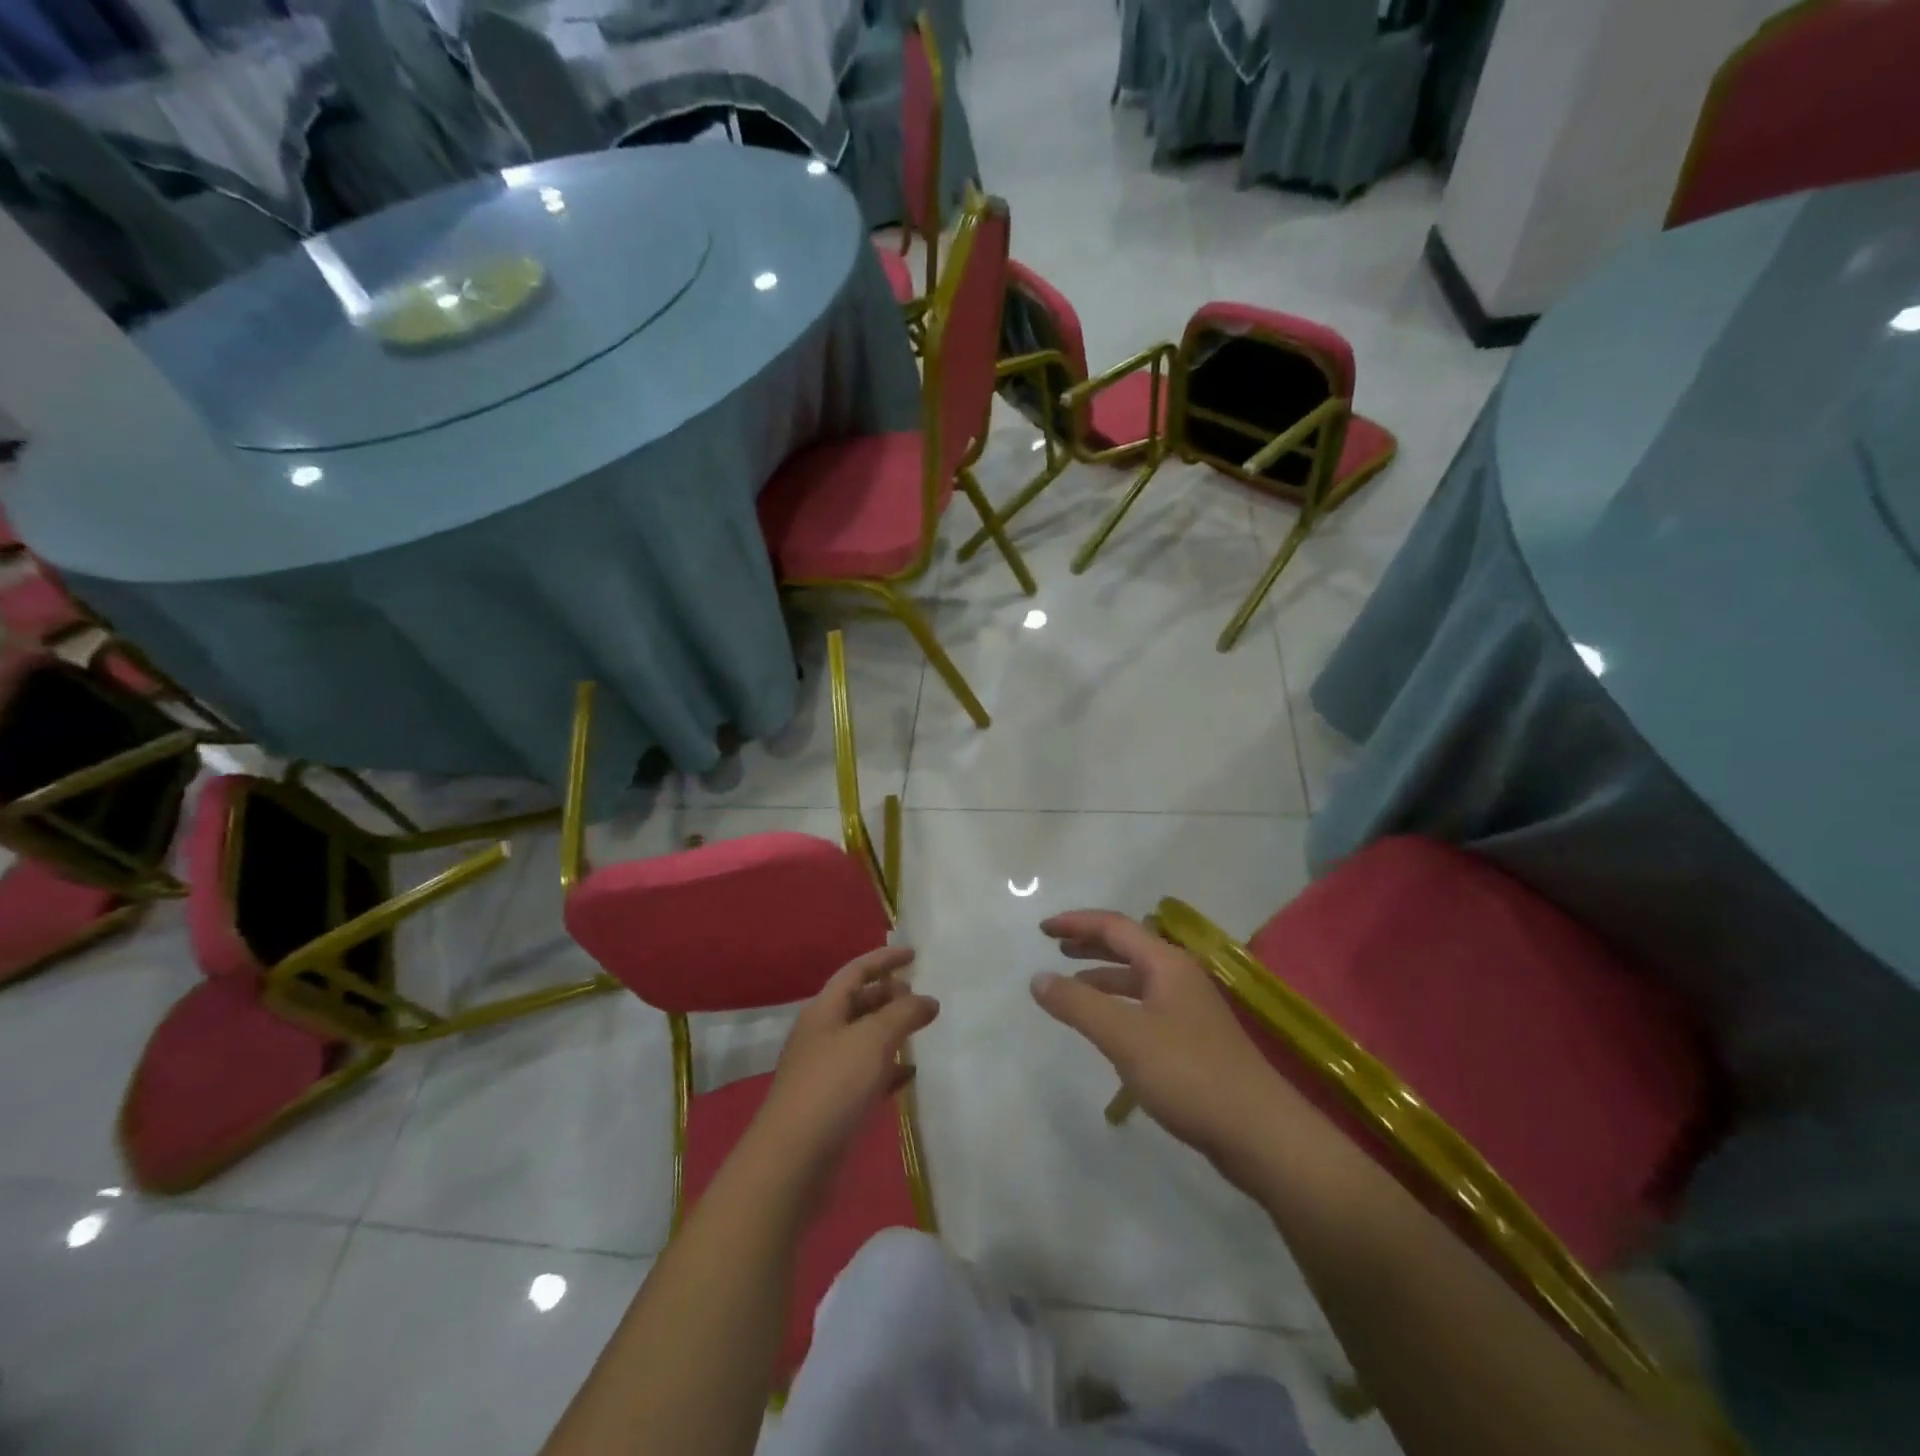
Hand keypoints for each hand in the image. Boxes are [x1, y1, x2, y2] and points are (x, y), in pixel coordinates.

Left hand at [752, 946, 938, 1192]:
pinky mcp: (832, 1104)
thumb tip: (928, 1000)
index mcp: (823, 1010)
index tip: (913, 955)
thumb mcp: (874, 1039)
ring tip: (919, 1029)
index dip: (884, 959)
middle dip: (888, 994)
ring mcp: (824, 1070)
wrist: (793, 1160)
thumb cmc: (833, 1086)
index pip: (856, 971)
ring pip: (862, 1038)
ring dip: (890, 1030)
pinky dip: (888, 1068)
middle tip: (919, 995)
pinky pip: (865, 1074)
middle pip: (858, 1003)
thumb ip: (904, 1013)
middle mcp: (821, 1034)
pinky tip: (909, 1074)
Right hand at [1031, 910, 1302, 1181]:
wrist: (1260, 1133)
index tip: (1041, 929)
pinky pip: (1146, 1007)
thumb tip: (1038, 978)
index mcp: (1167, 964)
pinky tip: (1107, 1027)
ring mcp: (1190, 1009)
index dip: (1076, 923)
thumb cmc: (1189, 1073)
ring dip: (1103, 976)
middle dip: (1090, 944)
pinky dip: (1119, 1005)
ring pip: (1138, 979)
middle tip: (1056, 948)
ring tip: (1071, 986)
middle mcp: (1180, 977)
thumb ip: (1078, 1004)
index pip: (1115, 927)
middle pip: (1129, 947)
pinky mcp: (1194, 1040)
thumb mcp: (1124, 1036)